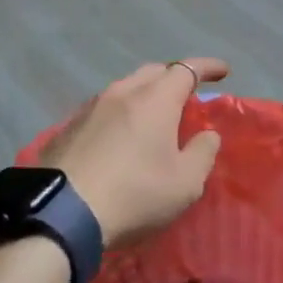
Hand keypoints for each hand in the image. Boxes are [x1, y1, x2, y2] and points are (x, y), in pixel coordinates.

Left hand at [43, 58, 228, 247]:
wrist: (60, 215)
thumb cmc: (134, 195)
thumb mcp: (185, 183)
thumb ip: (202, 153)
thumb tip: (207, 135)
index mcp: (155, 98)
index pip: (187, 69)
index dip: (207, 67)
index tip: (223, 70)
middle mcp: (123, 91)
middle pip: (154, 72)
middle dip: (174, 77)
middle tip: (186, 94)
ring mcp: (91, 107)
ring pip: (125, 88)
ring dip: (144, 95)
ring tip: (152, 116)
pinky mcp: (68, 128)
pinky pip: (103, 110)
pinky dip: (119, 115)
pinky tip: (118, 137)